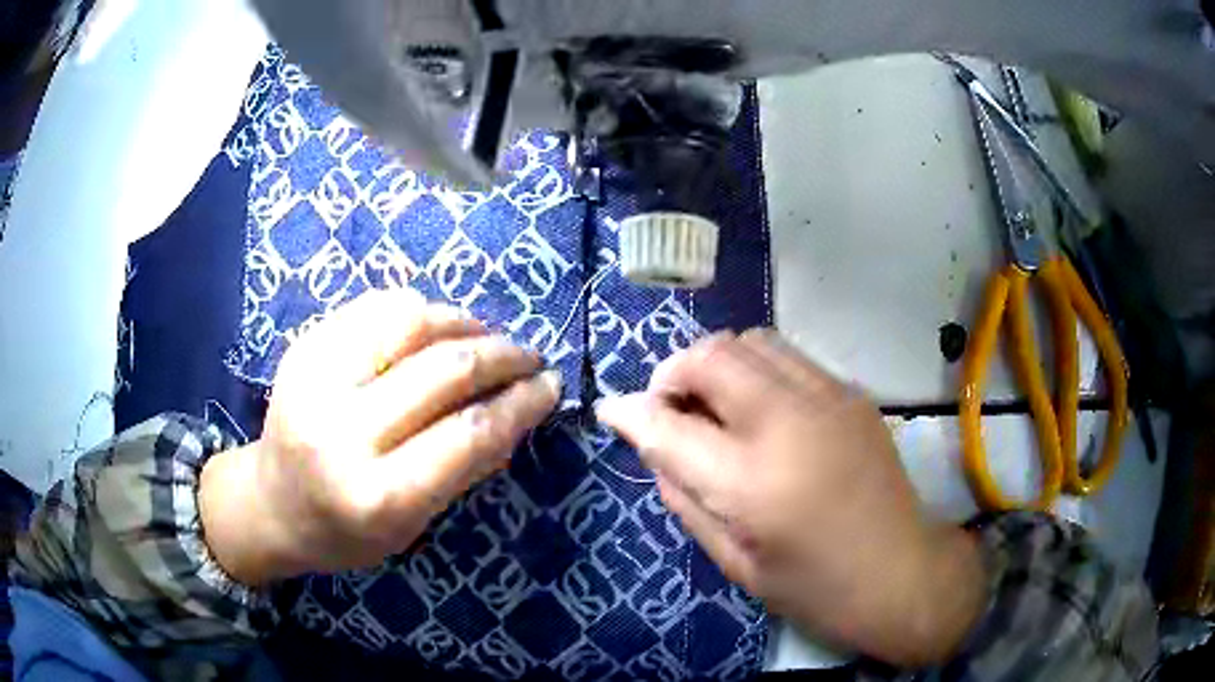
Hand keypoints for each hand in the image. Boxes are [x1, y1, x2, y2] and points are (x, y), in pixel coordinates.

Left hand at [200, 288, 560, 584]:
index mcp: (375, 496)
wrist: (270, 504)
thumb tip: (516, 411)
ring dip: (465, 323)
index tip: (551, 387)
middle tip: (530, 358)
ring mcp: (314, 379)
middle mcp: (340, 432)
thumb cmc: (345, 532)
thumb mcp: (412, 526)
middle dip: (503, 356)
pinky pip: (375, 306)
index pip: (468, 436)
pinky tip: (437, 327)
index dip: (520, 404)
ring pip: (410, 320)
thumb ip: (463, 470)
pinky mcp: (303, 346)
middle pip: (444, 370)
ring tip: (486, 337)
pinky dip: (420, 310)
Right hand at [596, 330, 986, 666]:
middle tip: (671, 411)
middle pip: (713, 355)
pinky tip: (761, 412)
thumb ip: (686, 497)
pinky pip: (787, 357)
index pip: (670, 426)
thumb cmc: (815, 587)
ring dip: (717, 364)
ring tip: (714, 406)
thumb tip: (655, 446)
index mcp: (754, 482)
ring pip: (751, 340)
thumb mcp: (735, 562)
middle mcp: (791, 422)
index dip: (631, 412)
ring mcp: (829, 398)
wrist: (903, 572)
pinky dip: (756, 371)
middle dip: (674, 373)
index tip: (613, 410)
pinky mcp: (852, 393)